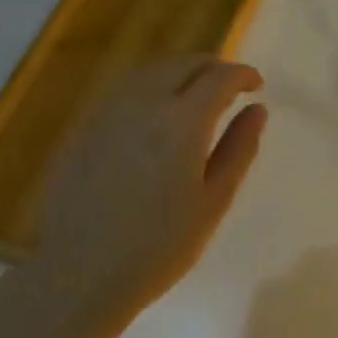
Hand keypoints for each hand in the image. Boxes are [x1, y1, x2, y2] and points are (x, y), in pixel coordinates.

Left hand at [5, 55, 267, 324]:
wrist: (79, 273)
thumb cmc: (158, 246)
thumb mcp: (213, 202)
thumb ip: (239, 149)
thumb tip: (257, 110)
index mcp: (182, 120)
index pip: (220, 76)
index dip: (243, 75)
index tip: (257, 86)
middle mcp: (143, 103)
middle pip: (184, 64)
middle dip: (213, 67)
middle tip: (231, 89)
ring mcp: (107, 112)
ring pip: (151, 71)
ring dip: (181, 73)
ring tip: (197, 97)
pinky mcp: (84, 128)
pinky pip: (126, 90)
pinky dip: (152, 88)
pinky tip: (157, 116)